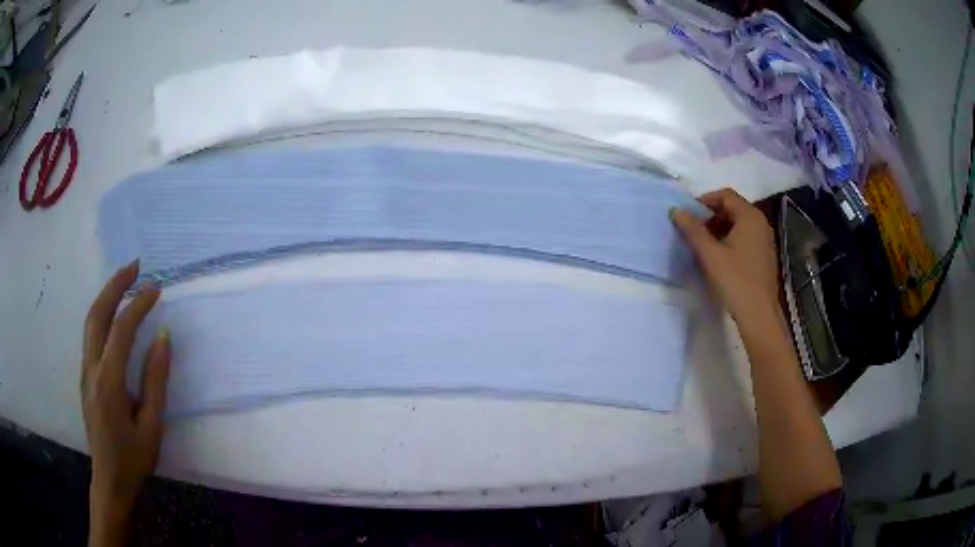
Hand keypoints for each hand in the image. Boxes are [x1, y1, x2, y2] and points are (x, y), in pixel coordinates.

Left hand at [81, 260, 169, 522]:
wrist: (110, 481)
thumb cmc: (134, 458)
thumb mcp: (152, 425)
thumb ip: (155, 380)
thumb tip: (163, 338)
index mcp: (109, 382)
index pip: (122, 330)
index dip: (139, 305)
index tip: (156, 290)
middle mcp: (91, 369)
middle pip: (97, 314)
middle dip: (115, 285)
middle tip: (135, 266)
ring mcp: (85, 371)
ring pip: (90, 321)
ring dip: (106, 295)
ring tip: (125, 280)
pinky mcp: (85, 377)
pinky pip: (90, 335)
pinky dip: (102, 313)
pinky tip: (113, 314)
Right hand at [671, 188, 778, 321]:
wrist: (759, 315)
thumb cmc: (736, 281)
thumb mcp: (710, 255)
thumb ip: (693, 230)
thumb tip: (676, 211)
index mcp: (750, 216)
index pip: (725, 195)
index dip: (704, 201)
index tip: (688, 215)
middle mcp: (760, 222)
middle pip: (733, 208)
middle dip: (711, 216)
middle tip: (694, 231)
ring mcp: (765, 239)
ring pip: (739, 223)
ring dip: (719, 228)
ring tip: (703, 245)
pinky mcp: (764, 254)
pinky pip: (745, 237)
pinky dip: (730, 239)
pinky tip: (720, 257)